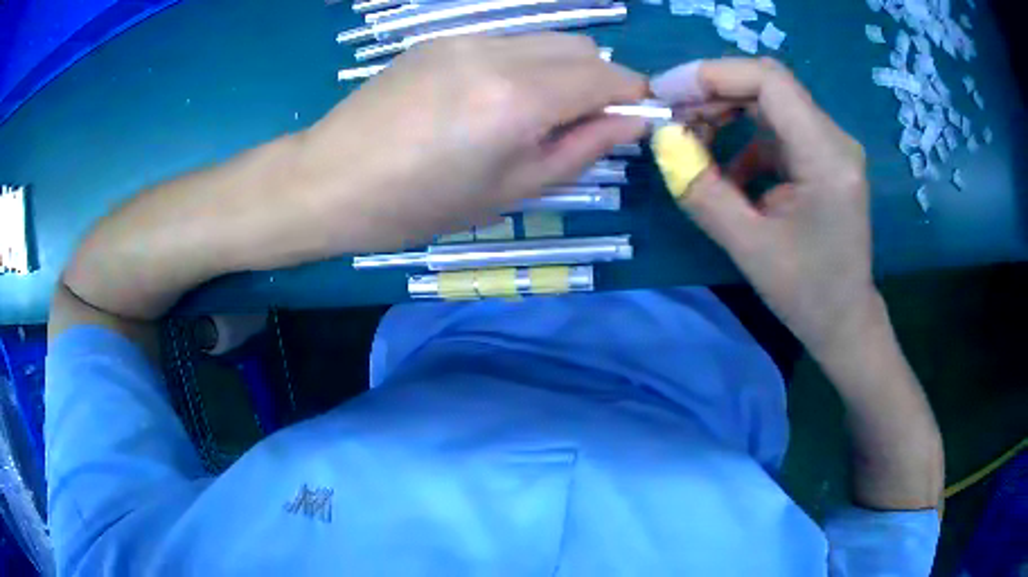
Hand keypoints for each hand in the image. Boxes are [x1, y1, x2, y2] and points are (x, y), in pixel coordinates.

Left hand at [295, 34, 646, 251]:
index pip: (607, 76)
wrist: (329, 180)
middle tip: (580, 124)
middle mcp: (498, 53)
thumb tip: (631, 121)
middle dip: (600, 81)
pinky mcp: (440, 39)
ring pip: (546, 39)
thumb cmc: (418, 205)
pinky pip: (507, 41)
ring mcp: (465, 39)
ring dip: (563, 70)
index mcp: (518, 98)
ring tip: (534, 114)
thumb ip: (581, 148)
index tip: (635, 120)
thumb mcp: (511, 191)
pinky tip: (492, 98)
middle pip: (582, 47)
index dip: (634, 95)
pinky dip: (525, 63)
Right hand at [652, 58, 877, 358]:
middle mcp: (835, 140)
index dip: (712, 75)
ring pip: (770, 103)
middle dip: (713, 92)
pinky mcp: (823, 157)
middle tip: (671, 115)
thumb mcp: (748, 247)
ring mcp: (832, 146)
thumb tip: (664, 141)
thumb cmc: (806, 294)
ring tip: (691, 139)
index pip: (769, 82)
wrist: (845, 320)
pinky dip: (744, 137)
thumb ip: (702, 191)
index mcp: (826, 158)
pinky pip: (778, 128)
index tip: (666, 93)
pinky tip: (729, 171)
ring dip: (725, 112)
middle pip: (768, 85)